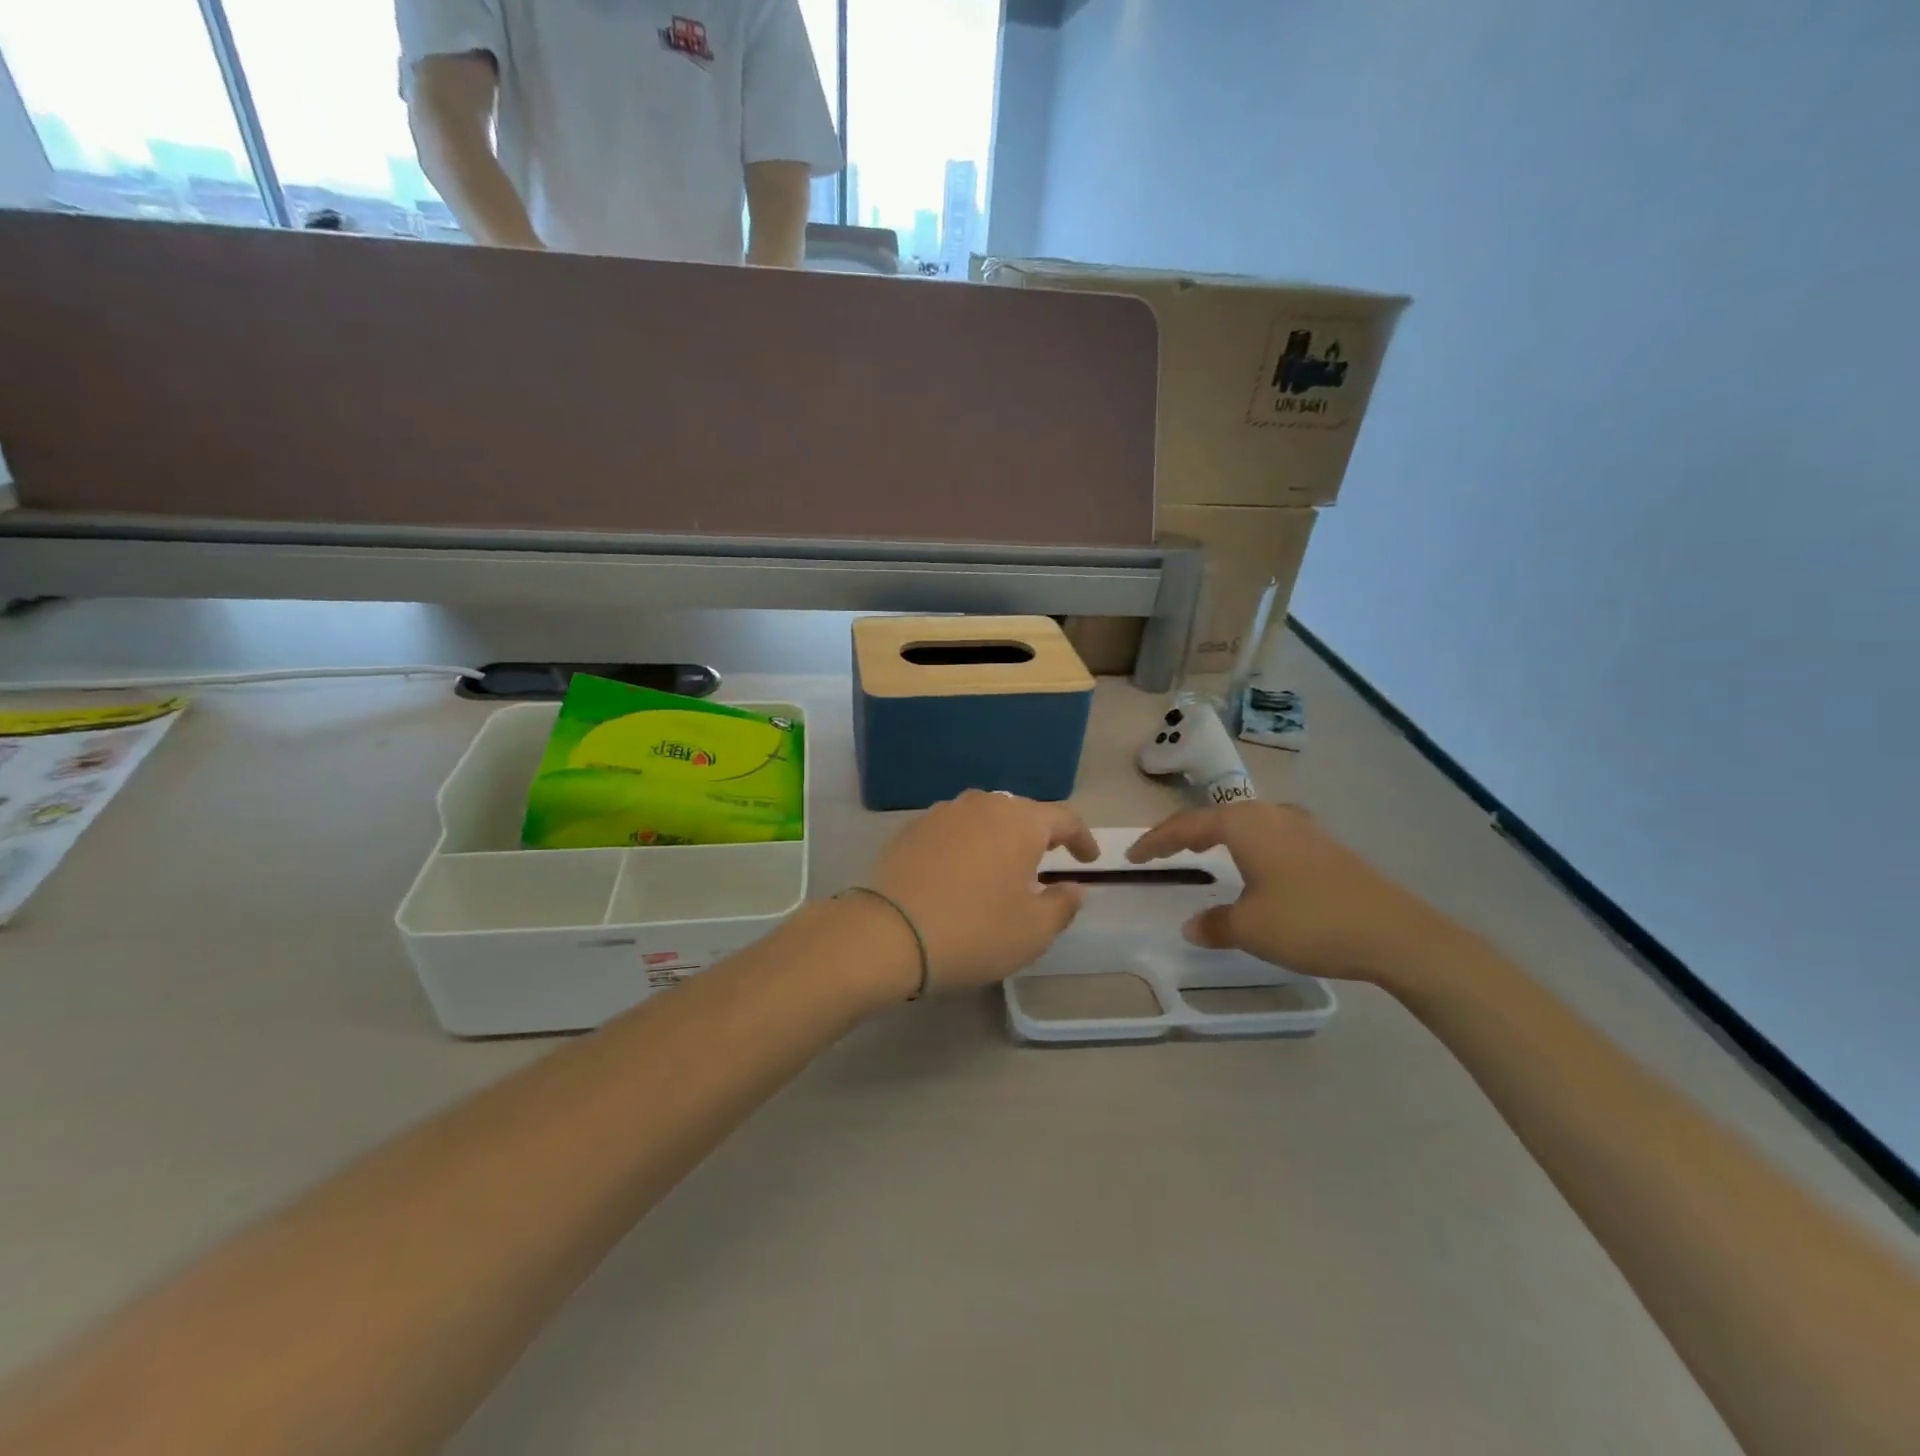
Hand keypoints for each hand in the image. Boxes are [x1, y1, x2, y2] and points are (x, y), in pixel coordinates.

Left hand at [867, 791, 1099, 993]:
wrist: (889, 934)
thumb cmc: (974, 931)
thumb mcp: (1034, 931)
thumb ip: (1063, 905)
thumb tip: (1073, 888)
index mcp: (1020, 822)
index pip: (1064, 818)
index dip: (1082, 838)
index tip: (1088, 860)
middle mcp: (982, 805)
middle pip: (1021, 812)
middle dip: (1038, 835)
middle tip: (1045, 863)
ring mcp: (942, 813)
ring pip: (983, 818)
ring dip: (999, 838)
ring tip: (1000, 867)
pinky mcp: (911, 829)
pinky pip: (952, 830)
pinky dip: (965, 845)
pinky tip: (959, 873)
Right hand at [1127, 802, 1467, 986]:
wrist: (1395, 934)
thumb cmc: (1310, 922)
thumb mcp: (1250, 928)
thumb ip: (1214, 924)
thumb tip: (1193, 925)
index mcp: (1246, 825)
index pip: (1187, 825)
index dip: (1156, 841)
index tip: (1133, 856)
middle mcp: (1272, 815)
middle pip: (1216, 817)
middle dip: (1185, 832)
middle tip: (1162, 850)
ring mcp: (1303, 828)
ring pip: (1246, 824)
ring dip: (1218, 836)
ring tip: (1201, 851)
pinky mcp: (1324, 847)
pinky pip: (1269, 837)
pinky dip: (1246, 846)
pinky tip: (1252, 866)